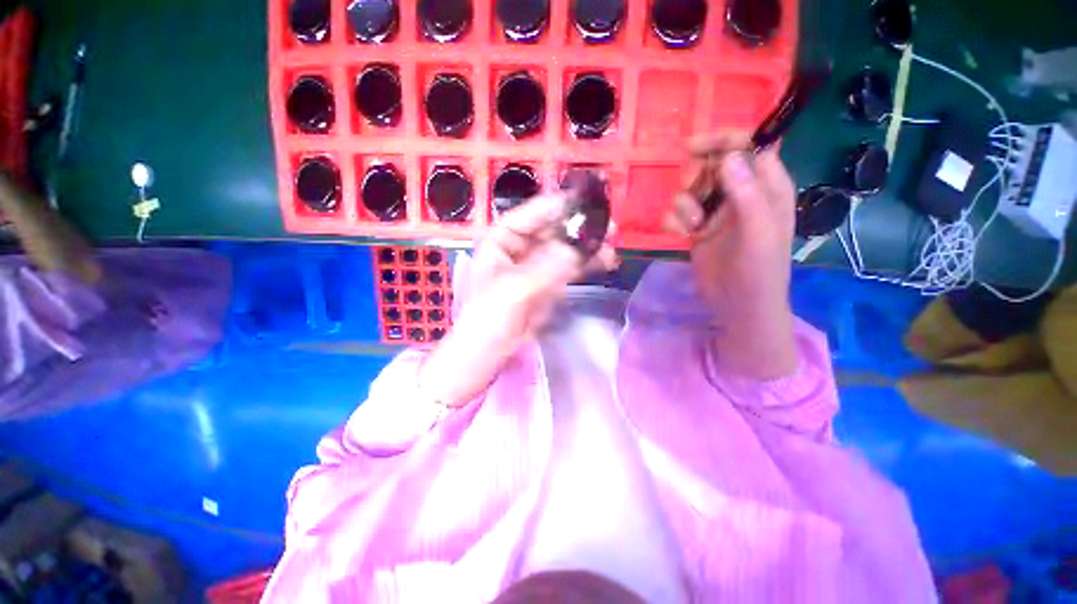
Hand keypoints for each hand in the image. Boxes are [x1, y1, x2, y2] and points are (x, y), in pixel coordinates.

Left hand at [420, 194, 617, 406]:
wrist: (489, 353)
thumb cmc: (489, 318)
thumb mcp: (514, 290)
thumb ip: (546, 268)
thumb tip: (579, 247)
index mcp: (501, 241)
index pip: (531, 215)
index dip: (557, 206)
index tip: (585, 200)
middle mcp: (520, 248)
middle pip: (552, 230)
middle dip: (578, 227)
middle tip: (607, 225)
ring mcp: (536, 266)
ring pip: (564, 249)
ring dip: (587, 245)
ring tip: (613, 242)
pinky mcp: (548, 284)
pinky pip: (570, 268)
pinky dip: (587, 264)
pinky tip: (605, 260)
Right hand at [664, 131, 798, 378]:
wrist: (736, 305)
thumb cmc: (758, 271)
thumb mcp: (758, 232)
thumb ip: (746, 193)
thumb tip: (728, 157)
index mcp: (766, 186)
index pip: (749, 145)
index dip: (723, 140)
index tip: (693, 147)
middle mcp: (741, 192)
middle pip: (712, 163)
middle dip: (697, 176)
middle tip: (693, 194)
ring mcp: (716, 210)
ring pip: (690, 187)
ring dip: (684, 204)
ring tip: (692, 227)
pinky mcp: (696, 227)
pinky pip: (677, 211)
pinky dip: (674, 220)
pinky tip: (681, 235)